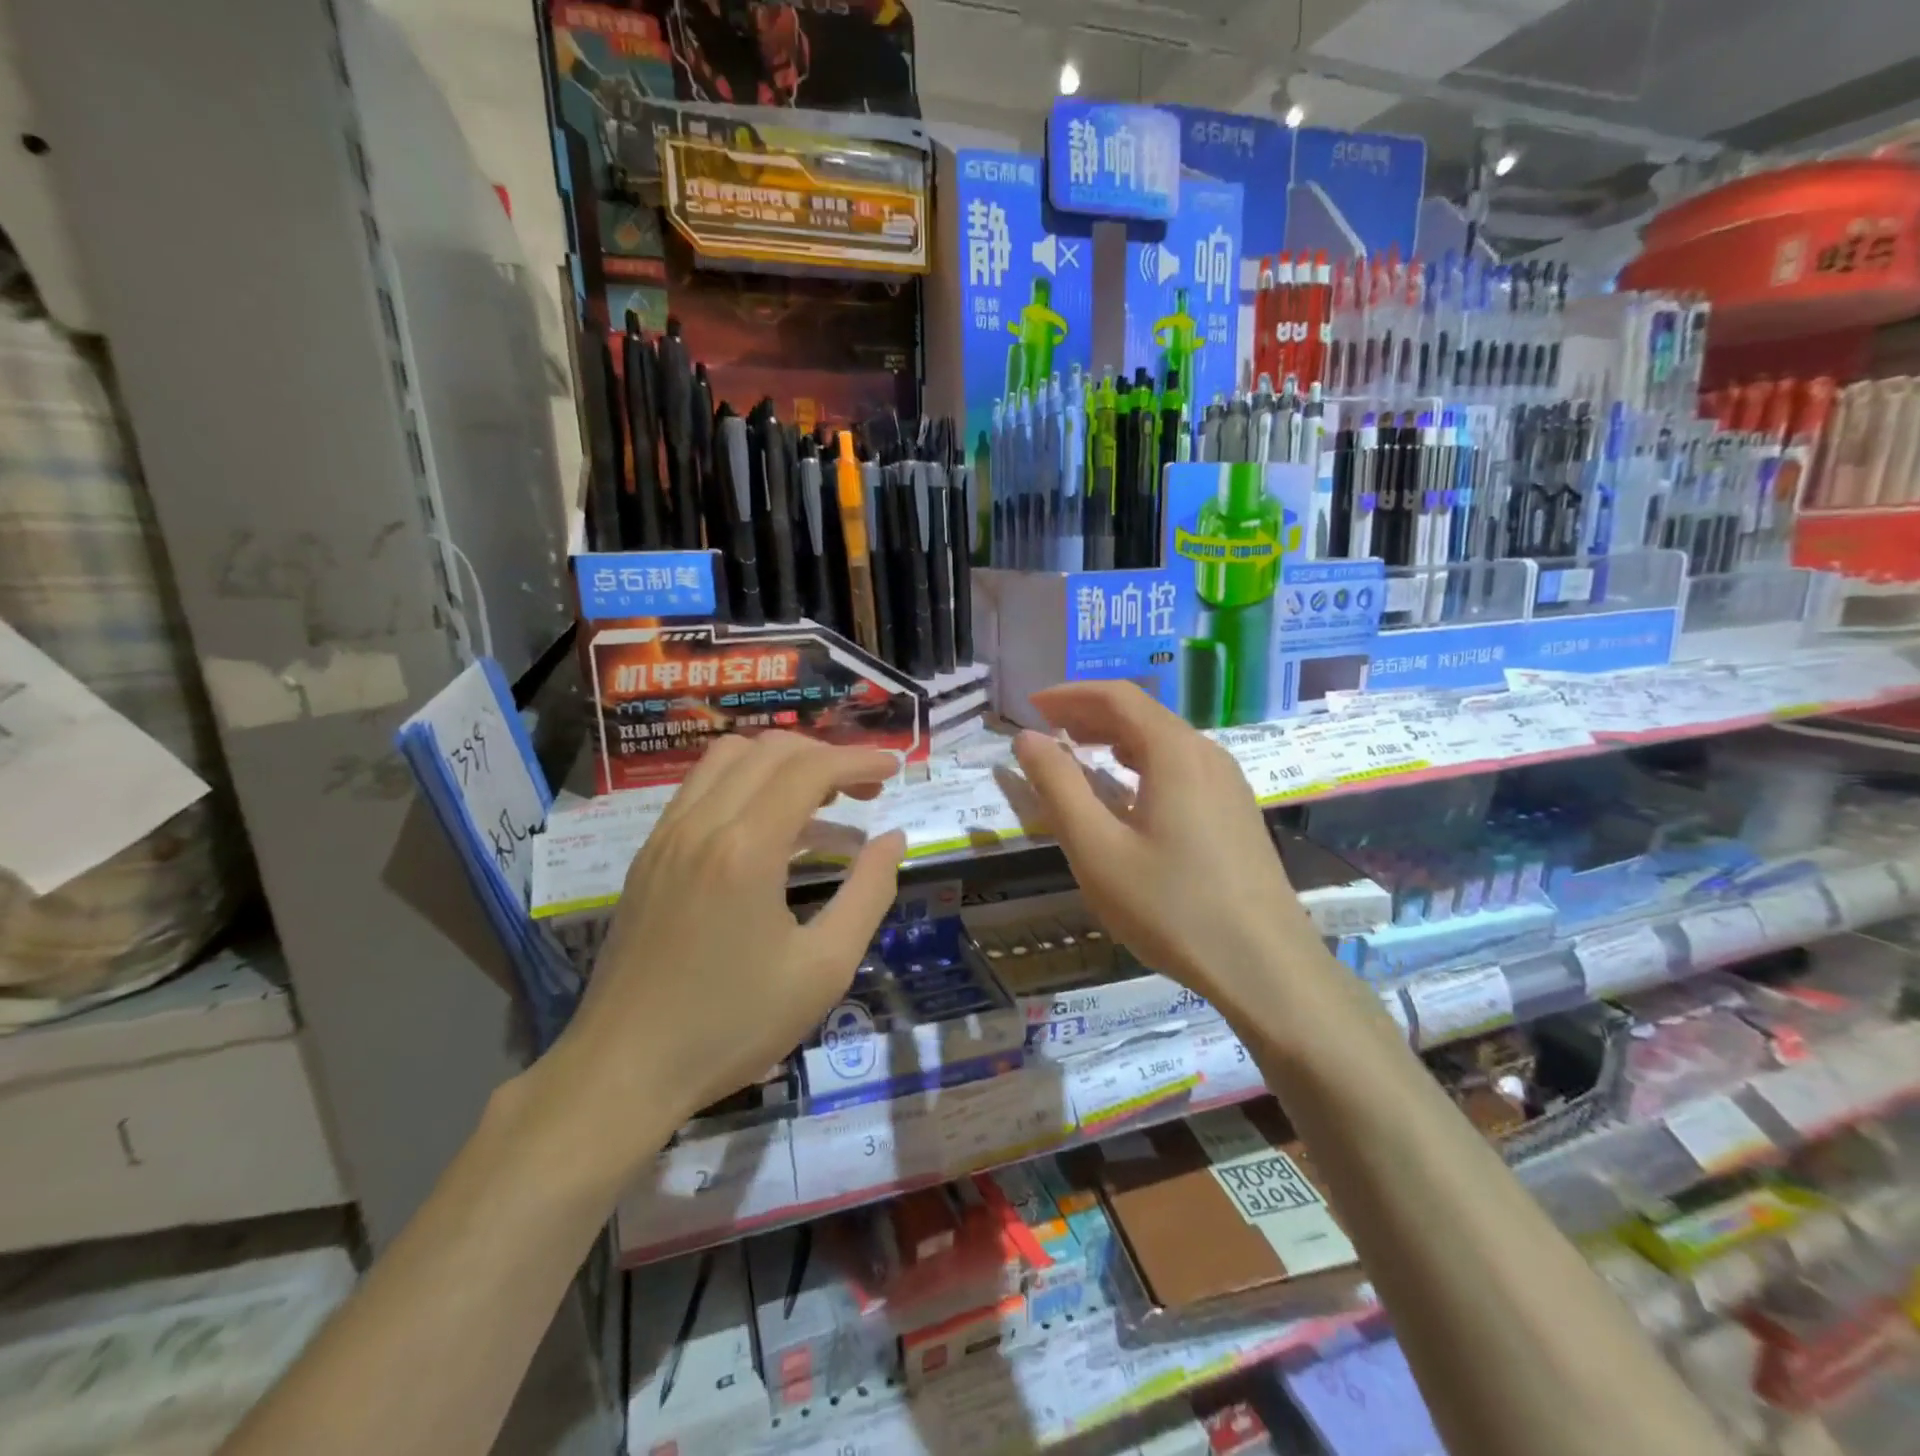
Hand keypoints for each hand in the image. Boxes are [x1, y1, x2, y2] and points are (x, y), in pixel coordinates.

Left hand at [533, 732, 906, 1173]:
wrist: (622, 1071)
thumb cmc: (732, 1025)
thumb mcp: (824, 968)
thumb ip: (869, 892)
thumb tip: (893, 838)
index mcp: (746, 848)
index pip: (810, 769)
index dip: (858, 760)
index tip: (894, 769)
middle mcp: (701, 824)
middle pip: (770, 750)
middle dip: (827, 756)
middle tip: (865, 792)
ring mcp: (666, 836)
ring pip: (728, 758)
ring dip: (782, 762)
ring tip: (819, 799)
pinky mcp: (649, 855)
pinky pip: (701, 788)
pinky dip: (746, 782)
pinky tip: (769, 826)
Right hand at [1011, 682, 1325, 1029]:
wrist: (1264, 966)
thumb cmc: (1171, 906)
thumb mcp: (1097, 849)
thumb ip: (1058, 787)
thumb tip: (1027, 738)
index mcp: (1174, 752)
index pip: (1117, 697)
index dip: (1069, 694)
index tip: (1031, 705)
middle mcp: (1206, 754)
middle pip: (1142, 714)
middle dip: (1089, 713)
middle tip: (1046, 729)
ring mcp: (1228, 783)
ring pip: (1164, 741)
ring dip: (1115, 738)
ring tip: (1077, 752)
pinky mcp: (1236, 812)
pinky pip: (1181, 767)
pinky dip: (1142, 763)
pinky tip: (1126, 791)